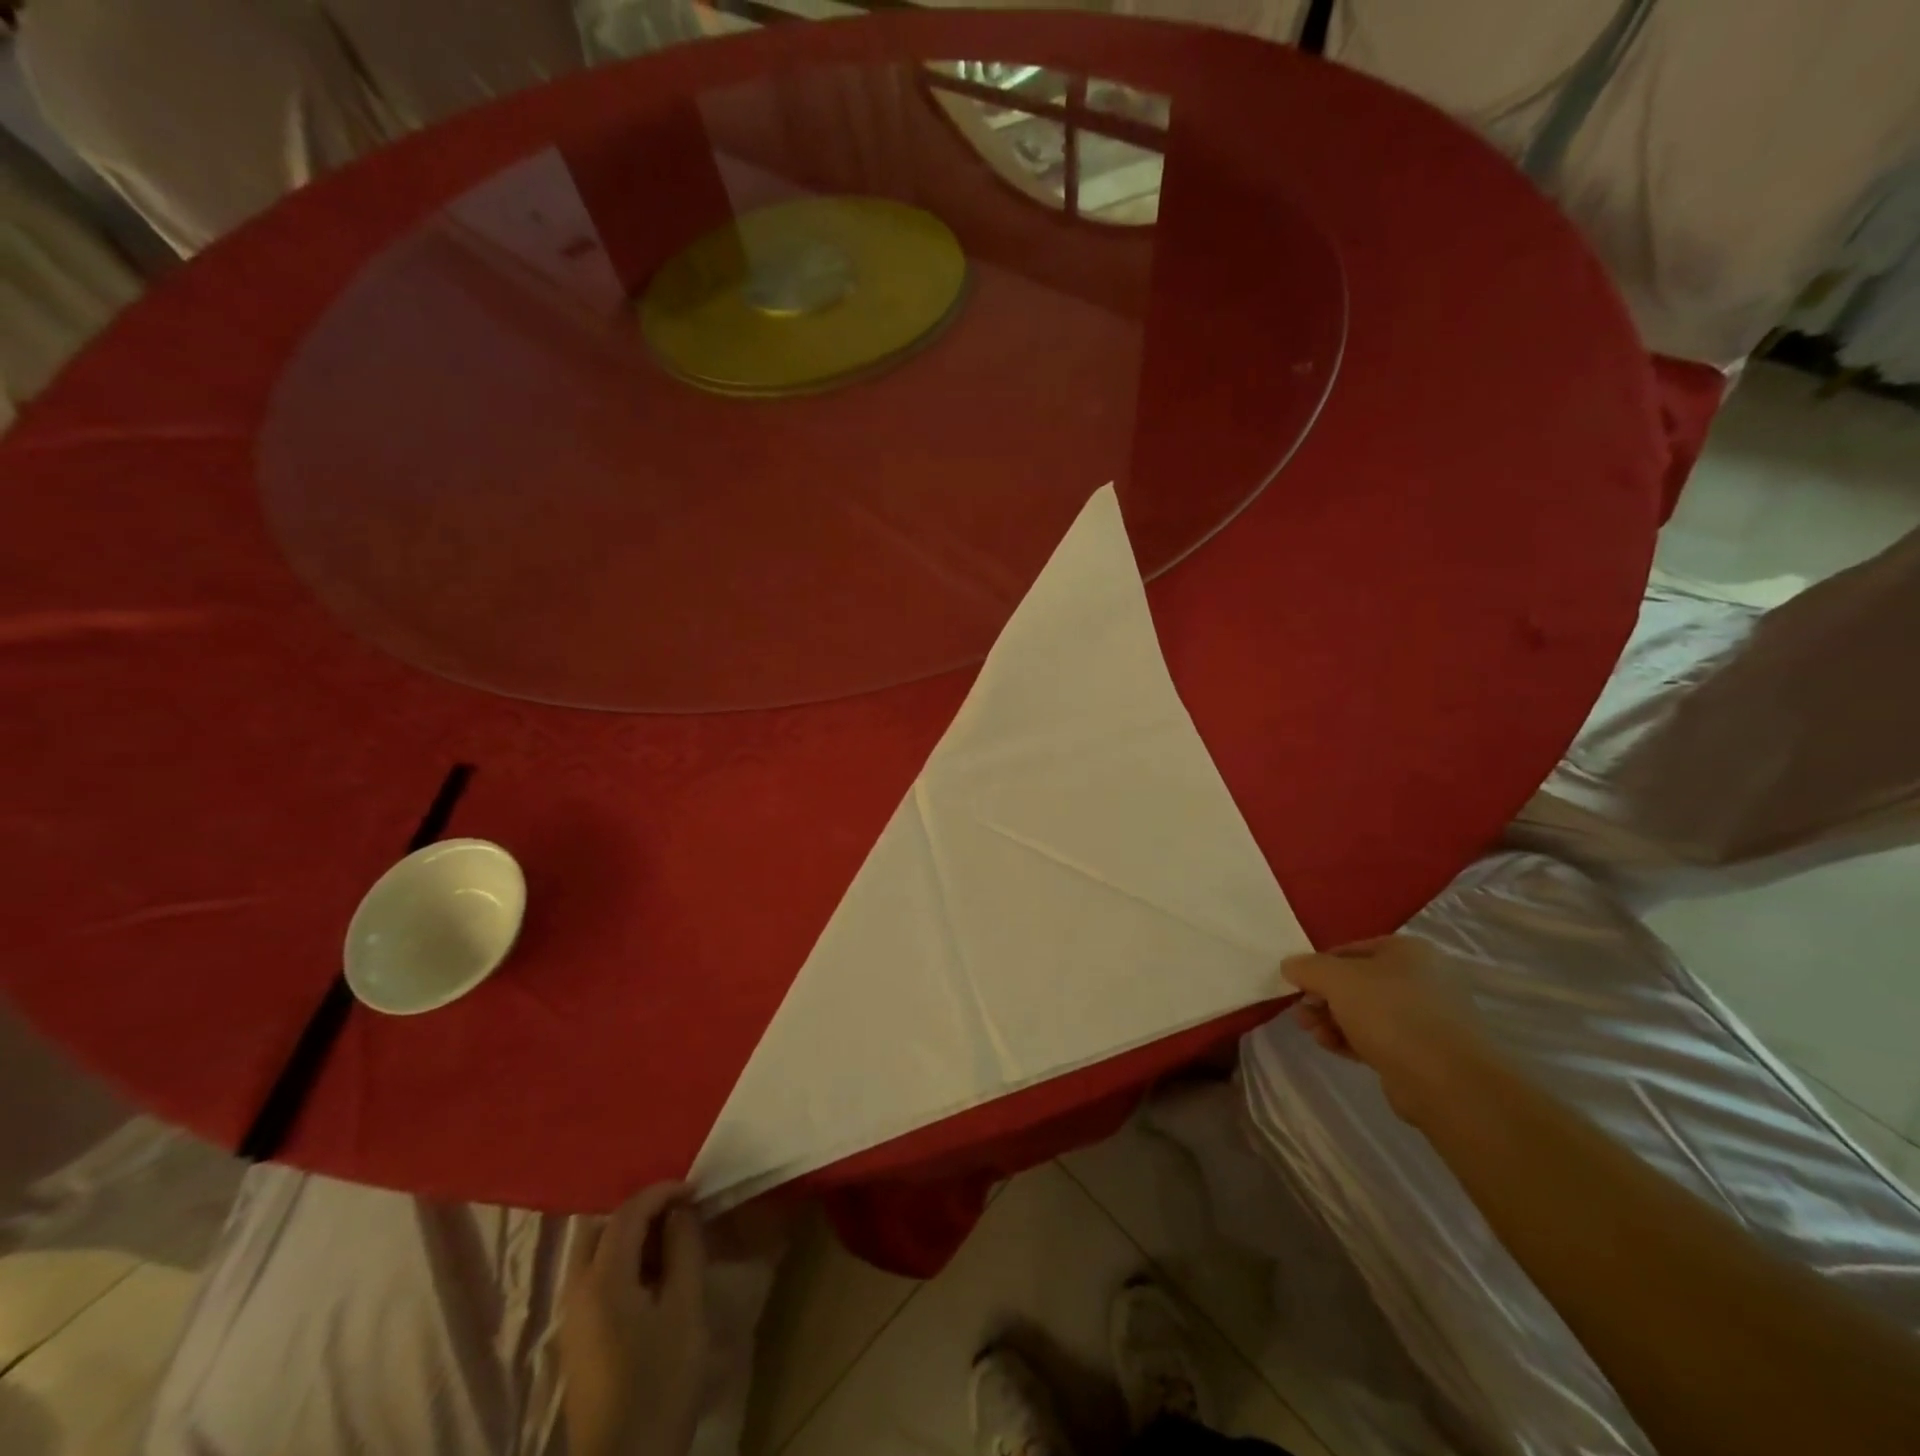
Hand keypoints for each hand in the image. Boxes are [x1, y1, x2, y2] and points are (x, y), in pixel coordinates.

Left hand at [560, 1184, 708, 1455]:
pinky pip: (596, 1280)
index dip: (663, 1192)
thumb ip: (683, 1249)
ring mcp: (573, 1319)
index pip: (628, 1212)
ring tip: (673, 1245)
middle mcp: (577, 1292)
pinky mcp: (578, 1341)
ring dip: (631, 1238)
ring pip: (596, 1255)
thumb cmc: (660, 1382)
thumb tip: (681, 1211)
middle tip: (679, 1214)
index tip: (697, 1189)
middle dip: (640, 1212)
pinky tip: (654, 1280)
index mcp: (602, 1279)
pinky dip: (623, 1264)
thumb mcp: (685, 1308)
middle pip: (601, 1229)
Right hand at [1282, 936, 1500, 1121]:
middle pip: (1357, 983)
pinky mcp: (1423, 1053)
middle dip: (1323, 997)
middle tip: (1300, 1011)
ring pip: (1366, 1012)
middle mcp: (1422, 980)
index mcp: (1409, 952)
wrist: (1448, 1082)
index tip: (1297, 983)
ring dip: (1332, 1019)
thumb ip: (1308, 967)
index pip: (1351, 949)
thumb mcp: (1337, 979)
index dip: (1319, 964)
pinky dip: (1351, 1039)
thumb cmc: (1391, 1014)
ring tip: (1311, 1032)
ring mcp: (1426, 1018)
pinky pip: (1378, 1038)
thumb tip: (1290, 965)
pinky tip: (1329, 1046)